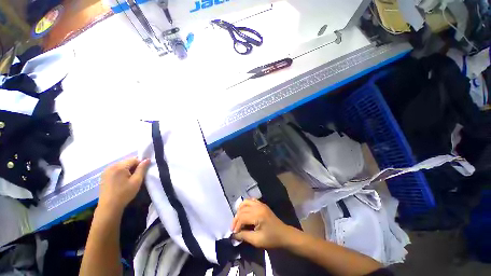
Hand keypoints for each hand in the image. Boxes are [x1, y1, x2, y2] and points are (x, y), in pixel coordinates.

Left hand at [98, 157, 149, 214]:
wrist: (109, 207)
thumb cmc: (124, 193)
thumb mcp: (137, 181)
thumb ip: (142, 168)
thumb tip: (147, 159)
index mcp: (119, 166)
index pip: (134, 159)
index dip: (140, 164)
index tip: (142, 173)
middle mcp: (111, 166)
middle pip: (127, 162)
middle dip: (133, 167)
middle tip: (136, 177)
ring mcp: (106, 171)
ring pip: (121, 166)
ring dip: (127, 170)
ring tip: (129, 180)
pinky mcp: (104, 176)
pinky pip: (115, 170)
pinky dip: (121, 173)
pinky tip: (121, 182)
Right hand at [231, 199, 292, 248]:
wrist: (284, 234)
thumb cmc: (271, 239)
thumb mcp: (257, 240)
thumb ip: (244, 236)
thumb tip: (234, 235)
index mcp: (258, 215)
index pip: (242, 217)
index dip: (236, 225)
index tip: (234, 233)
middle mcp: (258, 206)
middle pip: (242, 209)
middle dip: (236, 218)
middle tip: (234, 228)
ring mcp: (260, 204)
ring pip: (245, 202)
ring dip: (240, 210)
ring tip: (238, 219)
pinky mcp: (262, 204)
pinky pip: (251, 200)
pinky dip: (245, 205)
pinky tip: (244, 211)